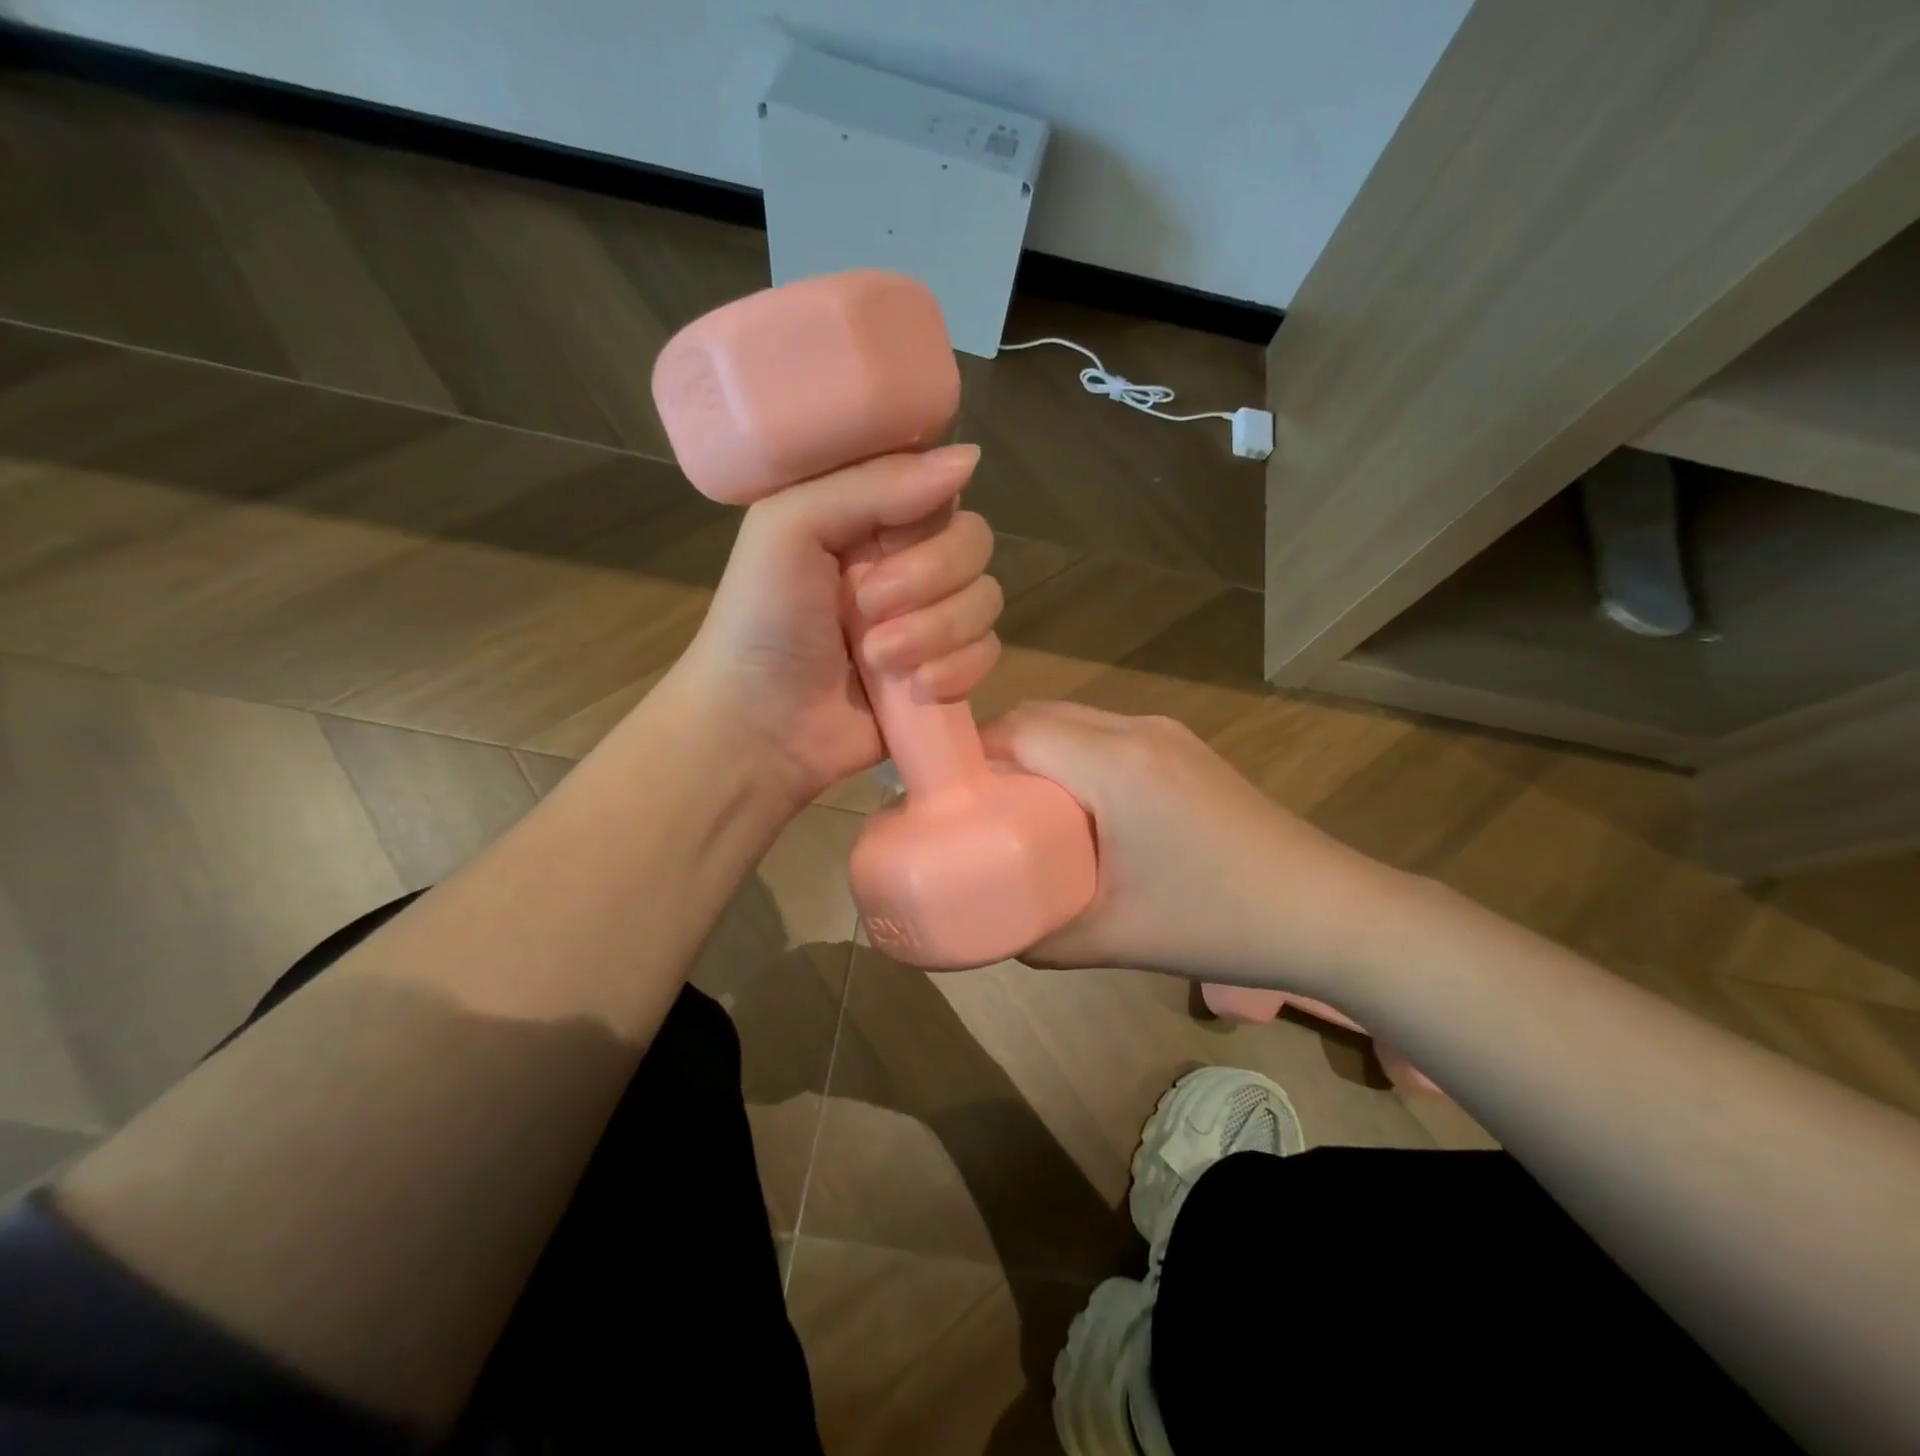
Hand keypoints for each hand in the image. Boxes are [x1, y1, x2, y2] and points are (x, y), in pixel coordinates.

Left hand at [671, 444, 1003, 807]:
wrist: (759, 727)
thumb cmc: (761, 620)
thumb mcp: (790, 528)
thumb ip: (873, 485)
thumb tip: (969, 458)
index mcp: (869, 517)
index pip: (939, 488)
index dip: (928, 515)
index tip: (888, 541)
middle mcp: (907, 561)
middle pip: (974, 543)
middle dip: (930, 580)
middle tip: (869, 609)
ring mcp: (930, 618)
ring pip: (986, 599)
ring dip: (937, 632)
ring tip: (879, 660)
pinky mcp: (946, 669)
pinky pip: (989, 652)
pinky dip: (960, 670)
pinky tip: (920, 690)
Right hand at [981, 703, 1408, 992]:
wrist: (1328, 911)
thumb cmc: (1216, 921)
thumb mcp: (1115, 938)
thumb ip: (1042, 937)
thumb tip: (997, 933)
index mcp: (1114, 764)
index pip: (1019, 728)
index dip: (974, 754)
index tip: (948, 796)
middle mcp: (1138, 730)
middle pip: (1044, 714)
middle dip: (1001, 750)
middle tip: (978, 806)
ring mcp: (1168, 735)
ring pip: (1078, 719)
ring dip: (1041, 750)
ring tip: (1023, 807)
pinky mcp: (1187, 750)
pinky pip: (1109, 734)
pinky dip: (1076, 755)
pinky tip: (1082, 807)